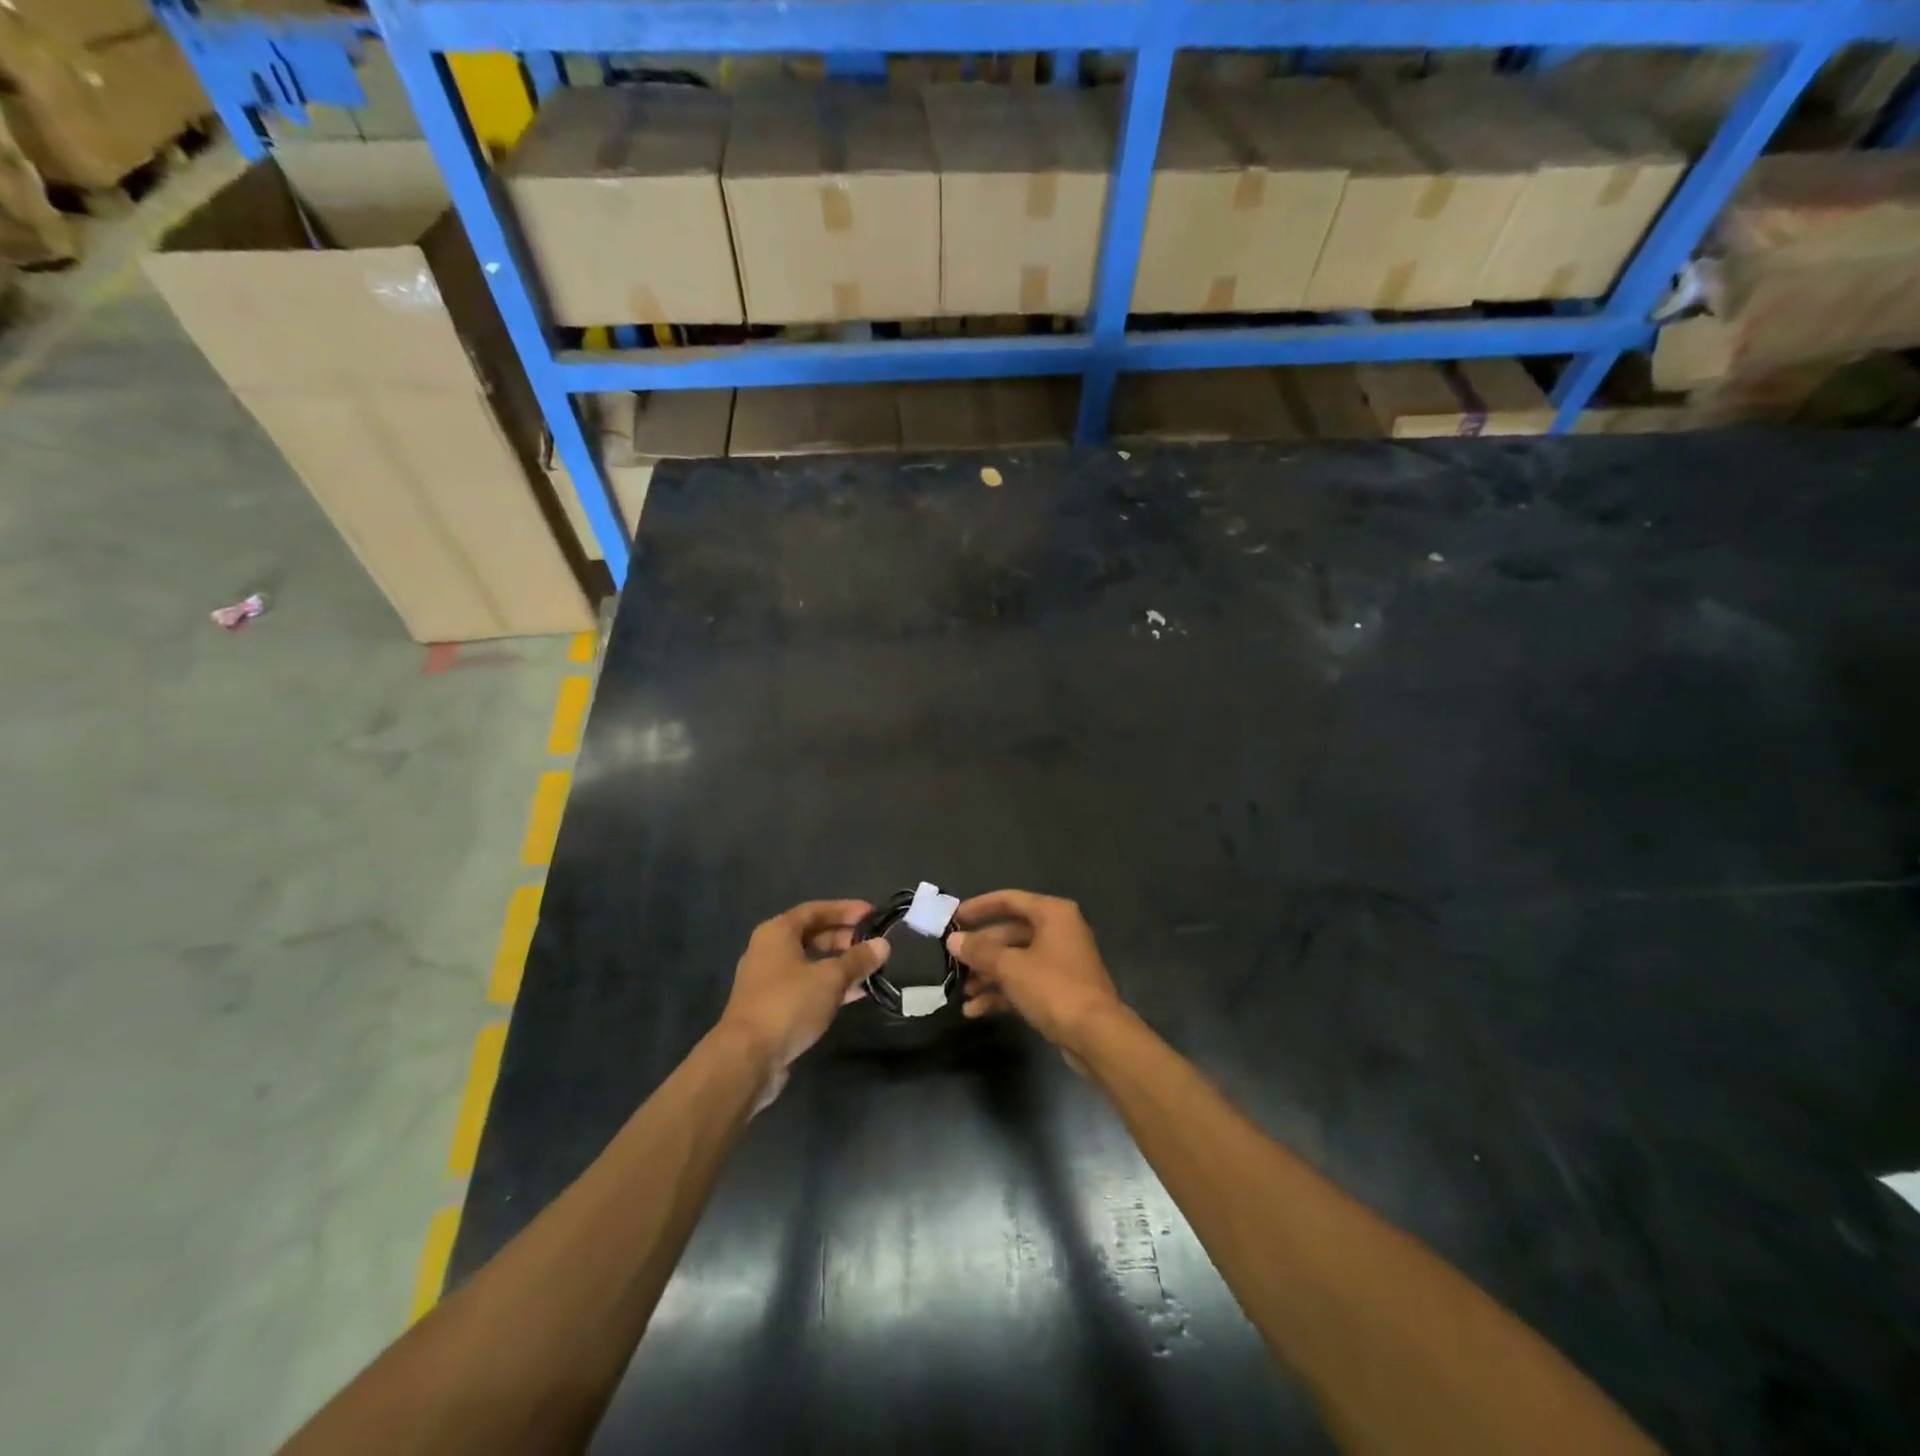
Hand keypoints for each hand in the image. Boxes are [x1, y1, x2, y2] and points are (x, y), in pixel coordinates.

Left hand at [718, 900, 888, 1108]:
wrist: (747, 1058)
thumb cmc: (788, 1004)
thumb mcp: (830, 978)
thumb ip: (858, 959)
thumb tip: (883, 944)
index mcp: (777, 932)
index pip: (816, 910)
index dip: (846, 910)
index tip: (873, 914)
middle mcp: (769, 950)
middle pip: (812, 935)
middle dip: (844, 938)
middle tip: (874, 944)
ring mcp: (768, 980)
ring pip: (811, 963)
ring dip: (840, 965)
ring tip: (871, 969)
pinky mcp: (772, 1007)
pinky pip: (806, 986)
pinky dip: (829, 986)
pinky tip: (854, 994)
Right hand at [946, 891, 1122, 1054]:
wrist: (1096, 1035)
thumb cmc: (1053, 988)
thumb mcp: (1011, 967)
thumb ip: (980, 951)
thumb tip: (953, 940)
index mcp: (1052, 914)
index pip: (1009, 900)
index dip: (979, 907)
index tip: (953, 918)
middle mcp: (1058, 931)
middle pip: (1010, 933)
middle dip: (981, 950)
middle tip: (953, 961)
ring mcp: (1060, 962)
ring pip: (1016, 960)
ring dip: (988, 975)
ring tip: (962, 992)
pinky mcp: (1059, 990)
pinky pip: (1024, 983)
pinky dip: (1002, 993)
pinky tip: (975, 1010)